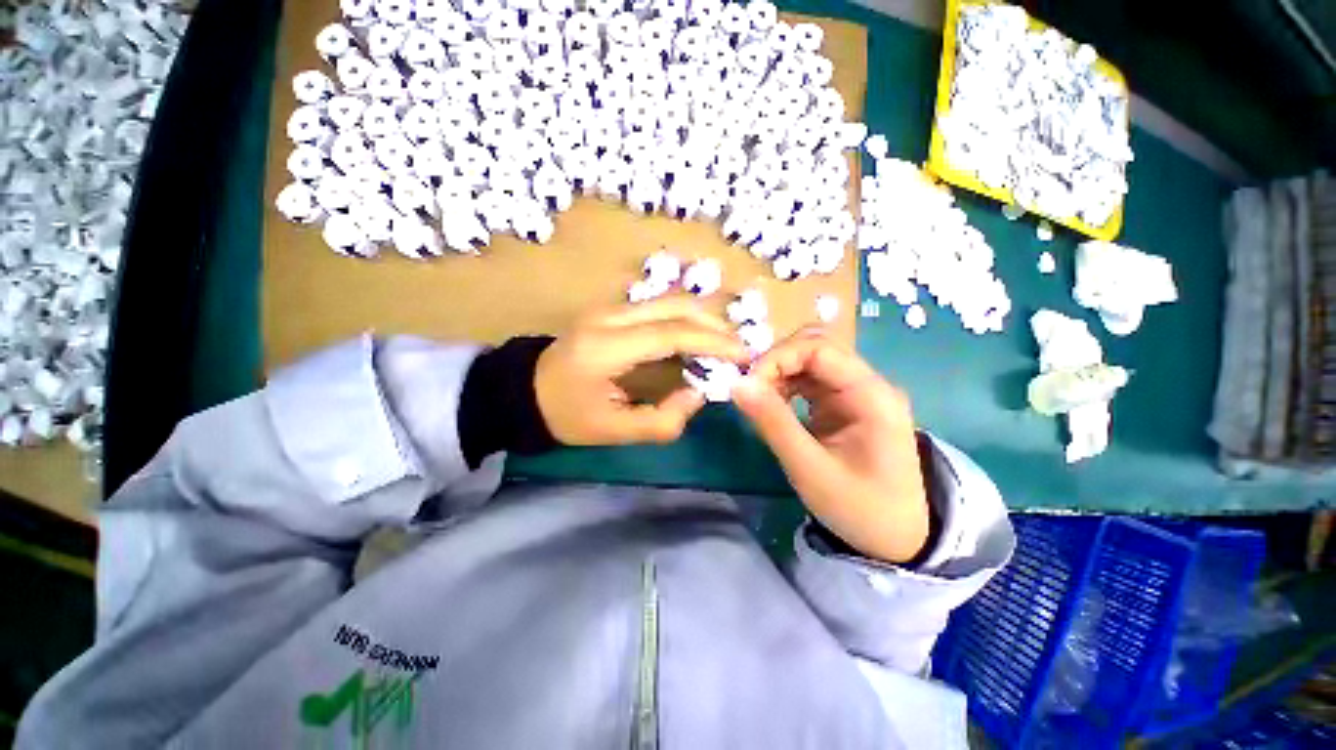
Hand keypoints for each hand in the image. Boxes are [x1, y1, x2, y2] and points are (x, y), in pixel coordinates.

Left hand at [536, 297, 747, 445]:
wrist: (526, 391)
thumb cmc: (567, 415)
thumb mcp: (614, 432)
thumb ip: (662, 420)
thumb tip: (699, 392)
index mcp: (606, 346)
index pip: (670, 332)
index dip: (712, 341)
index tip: (743, 356)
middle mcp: (609, 316)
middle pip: (674, 306)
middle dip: (714, 325)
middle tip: (739, 349)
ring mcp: (609, 308)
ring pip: (668, 301)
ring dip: (702, 319)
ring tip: (724, 345)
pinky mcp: (612, 310)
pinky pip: (658, 308)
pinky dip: (686, 320)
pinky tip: (698, 339)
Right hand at [731, 330, 929, 563]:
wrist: (895, 538)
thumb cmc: (858, 508)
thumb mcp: (810, 468)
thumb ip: (773, 422)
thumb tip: (737, 384)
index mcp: (871, 395)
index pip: (819, 348)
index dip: (778, 358)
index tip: (748, 384)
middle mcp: (866, 383)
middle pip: (816, 346)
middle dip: (777, 361)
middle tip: (751, 389)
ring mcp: (856, 392)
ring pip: (810, 360)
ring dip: (779, 372)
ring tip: (758, 399)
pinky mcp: (843, 403)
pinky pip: (809, 379)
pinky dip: (785, 385)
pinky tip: (772, 404)